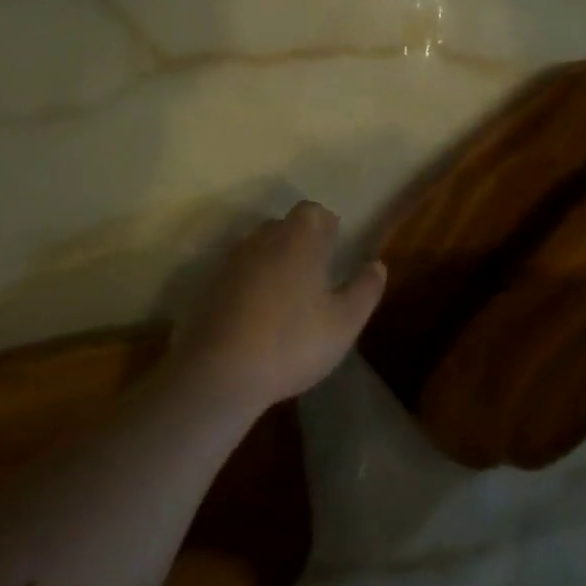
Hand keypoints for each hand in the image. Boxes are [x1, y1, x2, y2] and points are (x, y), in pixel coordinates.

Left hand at [171, 201, 386, 411]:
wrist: (218, 374)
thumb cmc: (292, 343)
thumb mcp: (344, 323)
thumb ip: (365, 290)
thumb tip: (378, 264)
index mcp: (298, 241)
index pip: (311, 211)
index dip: (325, 222)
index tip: (335, 242)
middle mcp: (262, 242)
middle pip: (282, 226)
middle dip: (299, 239)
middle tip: (315, 268)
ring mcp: (230, 264)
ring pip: (256, 248)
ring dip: (272, 261)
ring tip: (287, 292)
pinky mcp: (208, 289)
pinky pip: (236, 274)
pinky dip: (249, 283)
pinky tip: (257, 314)